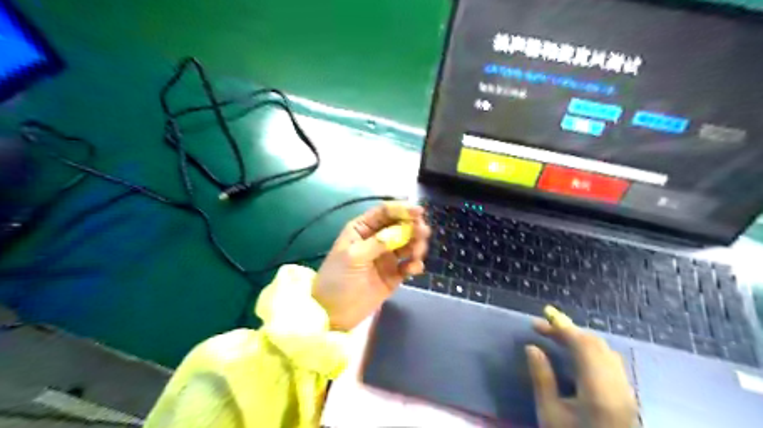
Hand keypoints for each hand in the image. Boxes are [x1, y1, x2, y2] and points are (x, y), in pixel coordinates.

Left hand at [311, 202, 427, 332]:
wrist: (333, 313)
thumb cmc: (337, 279)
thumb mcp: (353, 257)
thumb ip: (377, 243)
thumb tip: (402, 231)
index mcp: (363, 229)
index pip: (385, 212)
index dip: (402, 209)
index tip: (419, 212)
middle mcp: (377, 239)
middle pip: (401, 225)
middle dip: (414, 227)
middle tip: (422, 233)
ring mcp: (387, 257)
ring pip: (409, 244)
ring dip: (417, 245)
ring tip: (417, 254)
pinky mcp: (394, 274)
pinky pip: (409, 265)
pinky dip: (415, 264)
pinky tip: (413, 269)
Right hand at [525, 307, 638, 427]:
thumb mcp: (549, 414)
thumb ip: (542, 378)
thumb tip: (532, 348)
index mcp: (597, 389)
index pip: (581, 345)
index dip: (561, 327)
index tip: (540, 317)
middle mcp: (617, 385)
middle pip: (594, 344)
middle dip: (568, 330)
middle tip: (543, 326)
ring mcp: (625, 391)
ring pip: (605, 351)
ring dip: (580, 338)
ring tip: (556, 335)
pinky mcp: (626, 397)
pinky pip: (610, 361)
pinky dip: (591, 349)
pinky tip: (576, 353)